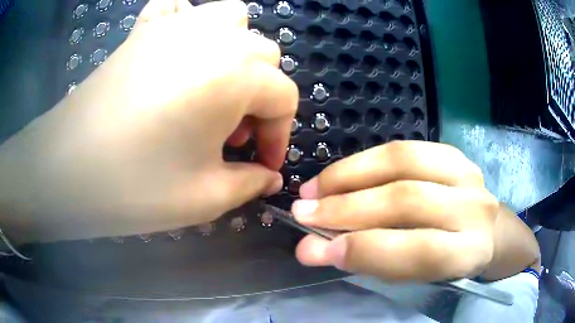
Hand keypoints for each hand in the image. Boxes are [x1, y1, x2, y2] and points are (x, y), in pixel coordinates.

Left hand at [0, 0, 296, 241]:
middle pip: (264, 55)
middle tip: (233, 136)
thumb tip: (270, 177)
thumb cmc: (133, 188)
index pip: (284, 97)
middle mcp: (214, 36)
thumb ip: (250, 183)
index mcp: (235, 74)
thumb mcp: (205, 199)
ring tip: (216, 88)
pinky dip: (189, 23)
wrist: (62, 170)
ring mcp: (174, 25)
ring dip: (236, 52)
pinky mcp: (143, 30)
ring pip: (232, 20)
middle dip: (260, 97)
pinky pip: (179, 8)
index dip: (280, 135)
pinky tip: (179, 51)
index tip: (264, 166)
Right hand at [291, 141, 498, 281]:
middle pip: (407, 200)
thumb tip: (314, 248)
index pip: (419, 251)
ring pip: (402, 162)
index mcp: (470, 252)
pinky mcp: (453, 152)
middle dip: (346, 208)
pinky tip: (341, 174)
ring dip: (349, 176)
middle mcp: (474, 207)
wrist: (487, 231)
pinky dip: (365, 161)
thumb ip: (373, 261)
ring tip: (314, 189)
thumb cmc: (449, 261)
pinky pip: (403, 148)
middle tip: (303, 213)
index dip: (365, 250)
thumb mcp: (417, 274)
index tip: (315, 249)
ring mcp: (466, 172)